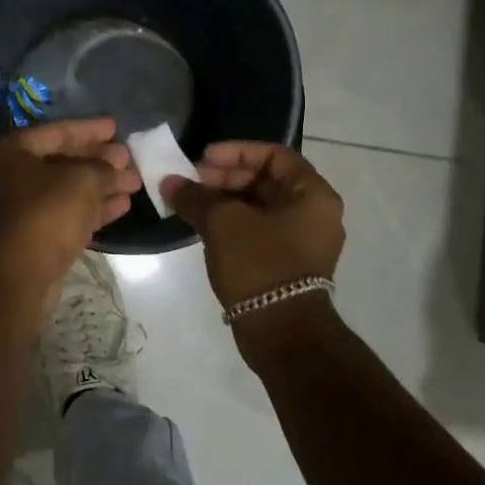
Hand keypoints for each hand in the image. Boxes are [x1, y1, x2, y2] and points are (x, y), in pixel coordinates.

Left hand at [0, 118, 141, 293]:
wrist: (17, 276)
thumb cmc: (46, 214)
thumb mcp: (82, 181)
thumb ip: (103, 167)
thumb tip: (116, 164)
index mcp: (12, 151)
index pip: (57, 131)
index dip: (90, 129)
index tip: (117, 128)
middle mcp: (10, 176)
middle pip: (61, 160)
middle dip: (98, 161)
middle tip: (129, 159)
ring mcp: (19, 209)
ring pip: (66, 190)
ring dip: (100, 186)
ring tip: (134, 184)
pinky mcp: (32, 237)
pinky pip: (65, 214)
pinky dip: (92, 208)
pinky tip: (122, 206)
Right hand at [161, 141, 344, 308]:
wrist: (281, 332)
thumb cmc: (259, 264)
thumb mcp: (222, 223)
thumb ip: (195, 196)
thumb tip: (169, 182)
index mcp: (313, 195)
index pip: (274, 155)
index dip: (236, 151)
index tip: (203, 159)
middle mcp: (315, 214)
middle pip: (267, 180)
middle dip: (226, 177)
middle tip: (192, 182)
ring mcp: (303, 241)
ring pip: (260, 207)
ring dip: (225, 201)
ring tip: (191, 204)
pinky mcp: (288, 264)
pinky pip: (259, 230)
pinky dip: (233, 223)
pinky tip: (204, 227)